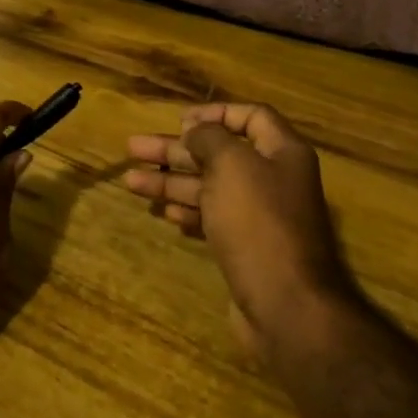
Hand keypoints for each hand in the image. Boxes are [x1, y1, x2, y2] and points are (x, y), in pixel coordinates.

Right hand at [124, 102, 359, 362]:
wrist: (286, 305)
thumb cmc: (258, 222)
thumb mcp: (231, 165)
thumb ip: (210, 138)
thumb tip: (195, 130)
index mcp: (282, 152)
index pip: (251, 116)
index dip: (215, 113)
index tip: (179, 121)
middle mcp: (273, 180)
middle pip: (220, 153)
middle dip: (175, 150)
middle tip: (133, 149)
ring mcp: (259, 216)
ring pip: (210, 188)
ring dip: (171, 182)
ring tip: (131, 182)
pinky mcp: (246, 248)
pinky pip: (212, 219)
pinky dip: (188, 212)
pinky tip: (163, 214)